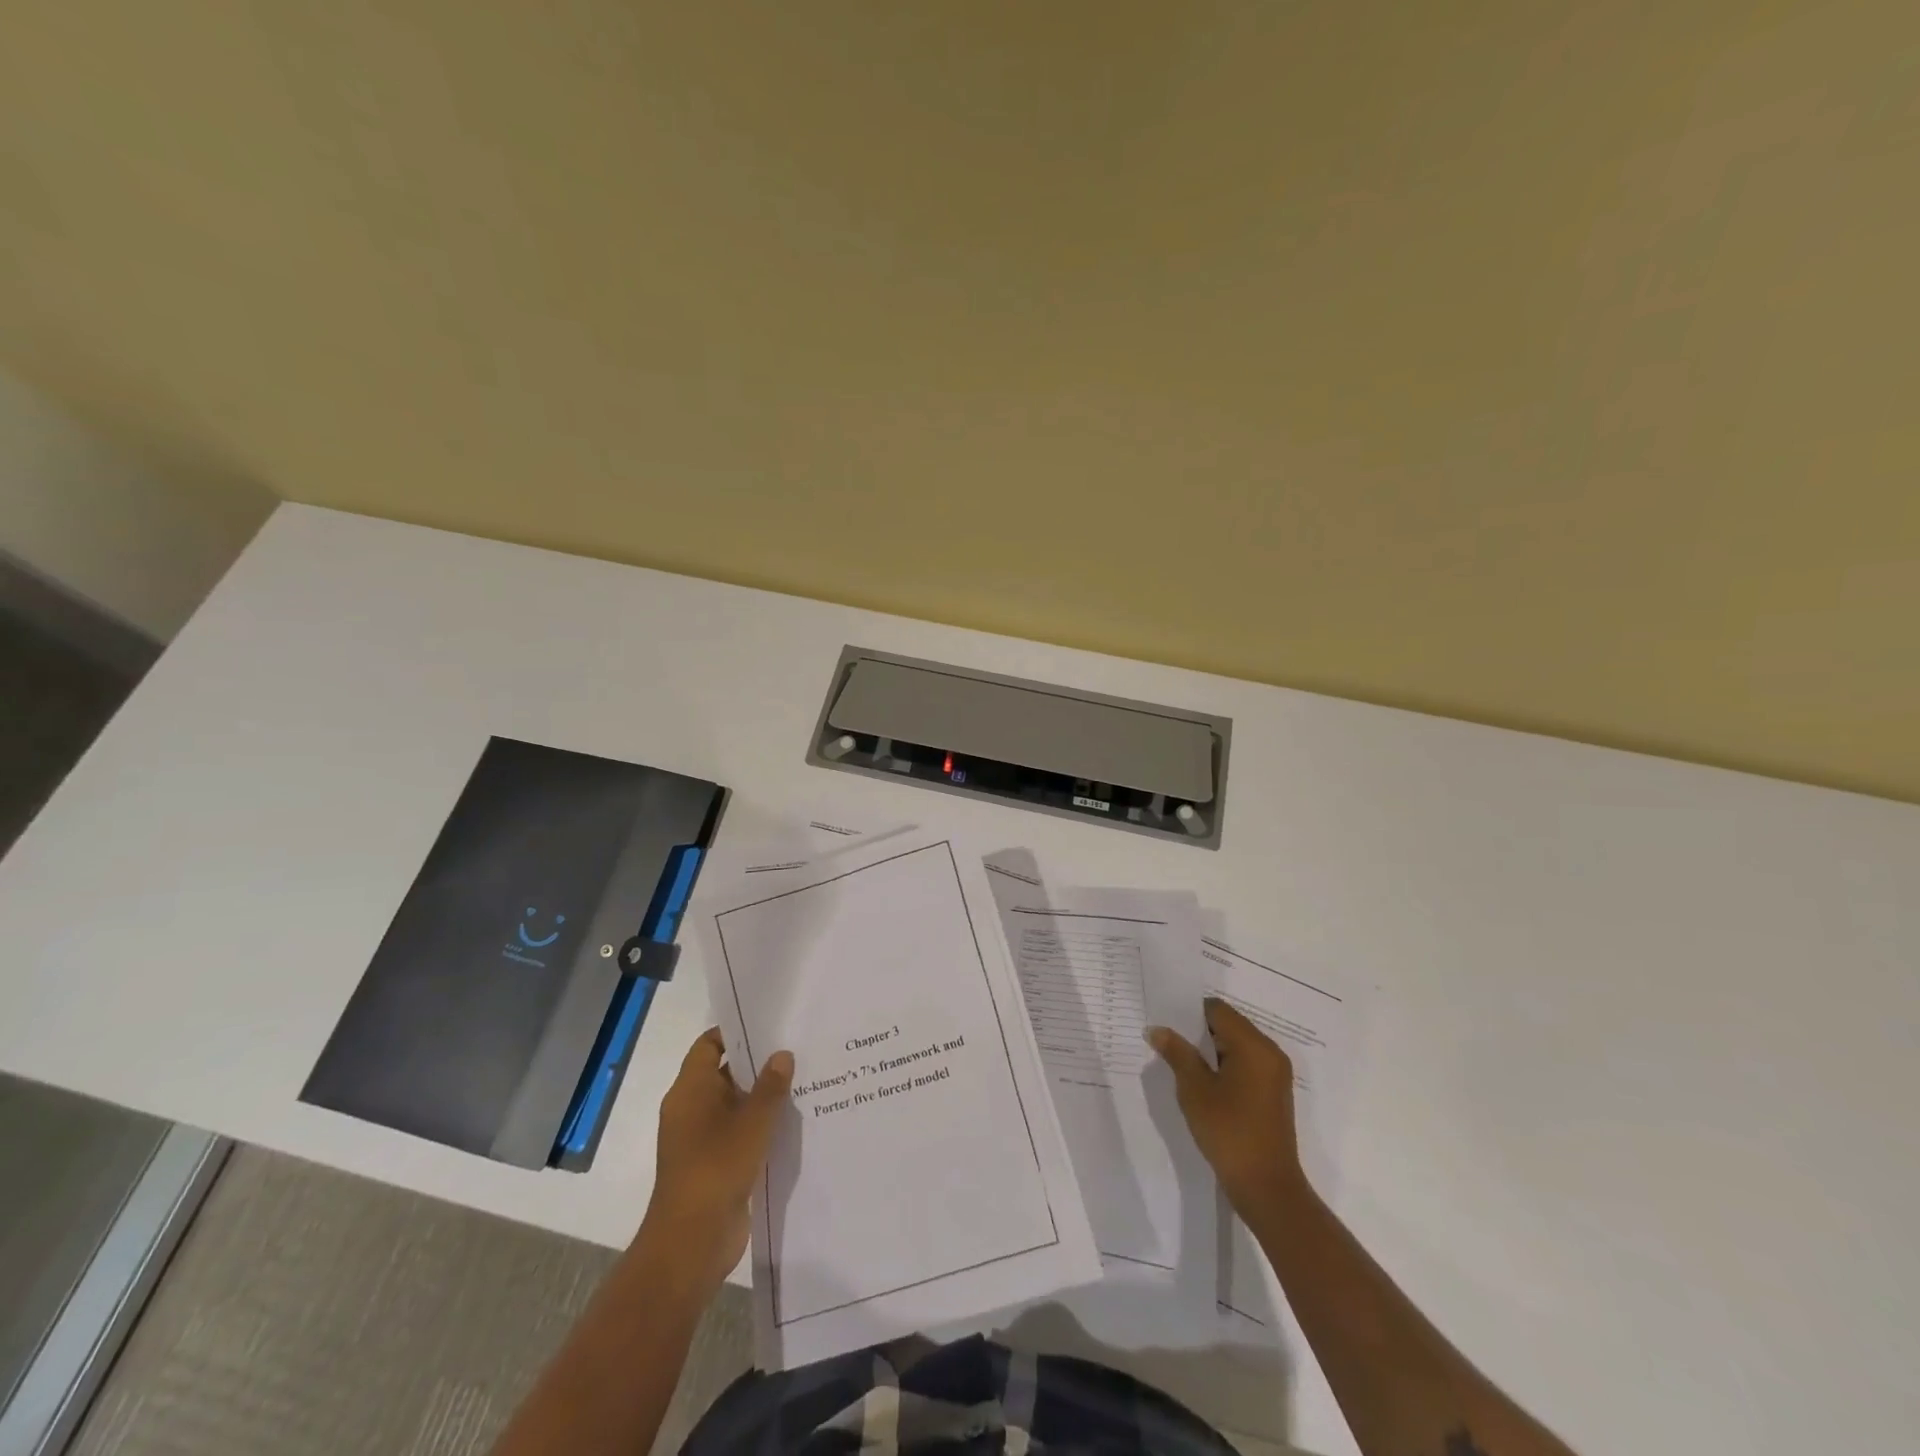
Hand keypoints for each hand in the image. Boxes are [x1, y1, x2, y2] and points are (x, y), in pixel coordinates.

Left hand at [641, 1029, 792, 1287]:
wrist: (691, 1242)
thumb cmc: (716, 1168)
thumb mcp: (752, 1121)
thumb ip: (770, 1086)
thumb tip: (782, 1054)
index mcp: (690, 1090)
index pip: (709, 1046)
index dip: (735, 1032)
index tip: (769, 1024)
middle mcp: (691, 1109)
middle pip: (724, 1073)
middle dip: (757, 1063)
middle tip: (796, 1048)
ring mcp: (700, 1139)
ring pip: (734, 1105)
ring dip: (762, 1097)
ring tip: (802, 1080)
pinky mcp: (713, 1164)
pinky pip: (738, 1133)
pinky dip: (759, 1126)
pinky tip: (792, 1121)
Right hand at [1148, 997, 1306, 1214]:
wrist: (1266, 1188)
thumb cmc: (1229, 1132)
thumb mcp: (1195, 1089)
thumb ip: (1177, 1053)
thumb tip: (1157, 1029)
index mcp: (1254, 1046)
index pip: (1218, 1010)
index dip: (1190, 1012)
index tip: (1166, 1021)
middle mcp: (1270, 1053)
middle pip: (1229, 1025)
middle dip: (1198, 1031)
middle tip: (1168, 1039)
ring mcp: (1275, 1074)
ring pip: (1236, 1045)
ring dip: (1210, 1050)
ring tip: (1180, 1060)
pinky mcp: (1273, 1093)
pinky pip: (1245, 1064)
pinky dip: (1224, 1065)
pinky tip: (1202, 1081)